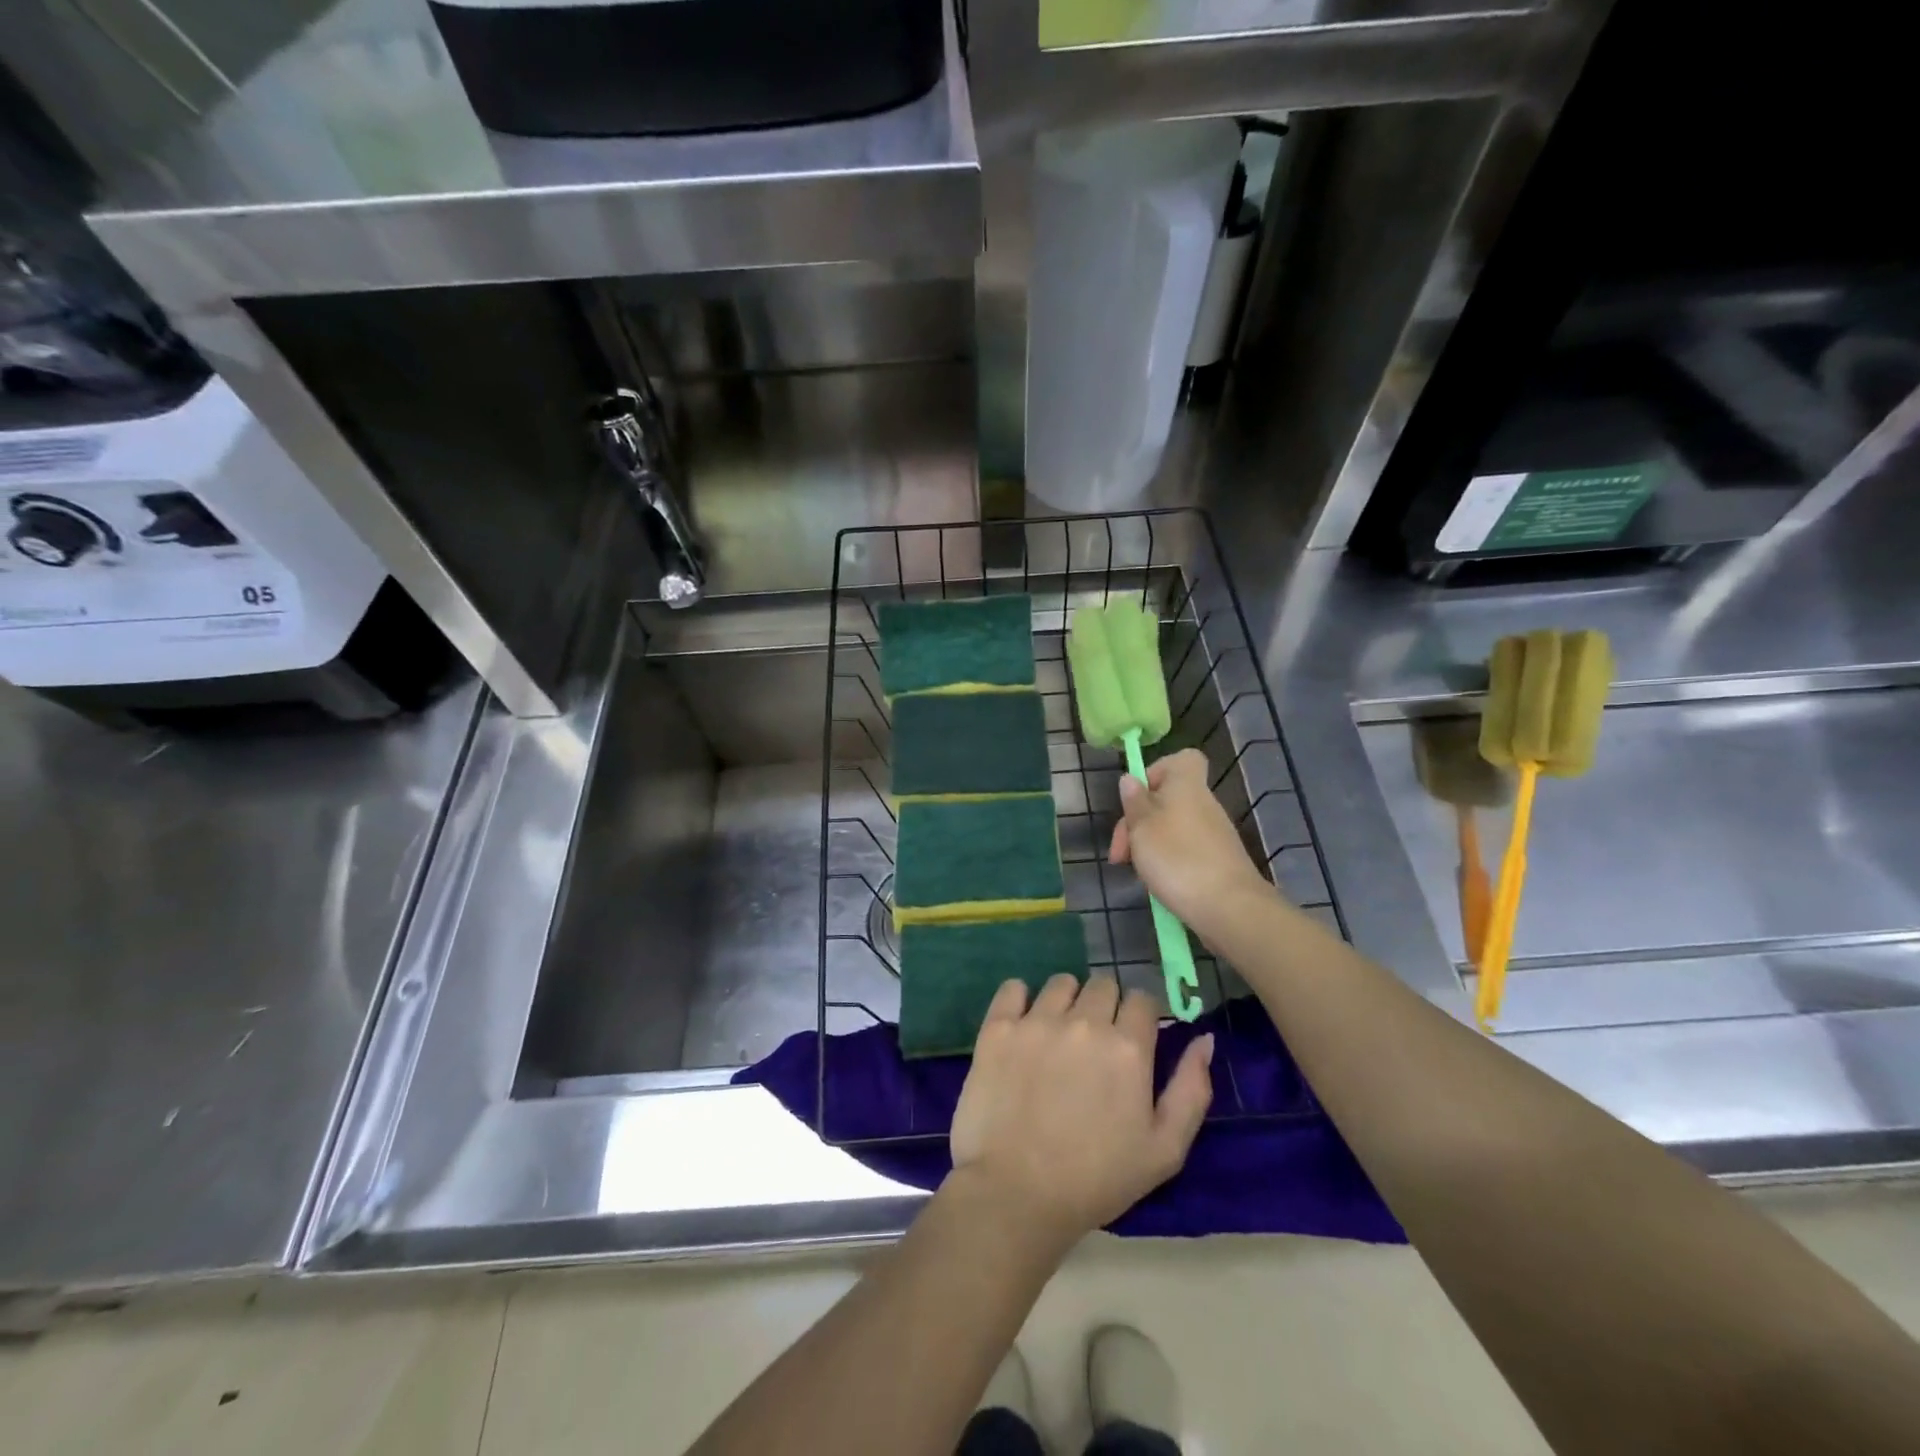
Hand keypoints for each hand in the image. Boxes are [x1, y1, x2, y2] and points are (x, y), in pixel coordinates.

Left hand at [949, 974, 1212, 1247]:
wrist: (1017, 1194)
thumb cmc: (1097, 1179)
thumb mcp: (1165, 1149)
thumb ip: (1192, 1090)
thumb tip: (1204, 1038)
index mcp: (1128, 1048)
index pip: (1142, 999)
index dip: (1140, 1017)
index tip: (1132, 1040)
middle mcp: (1084, 1022)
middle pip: (1103, 984)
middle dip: (1105, 1007)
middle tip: (1095, 1044)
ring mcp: (1037, 1021)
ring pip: (1061, 983)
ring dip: (1066, 1001)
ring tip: (1058, 1036)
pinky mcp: (998, 1027)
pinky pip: (1013, 987)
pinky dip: (1020, 999)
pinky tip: (1023, 1025)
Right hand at [1108, 748, 1273, 932]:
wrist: (1229, 908)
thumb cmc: (1177, 859)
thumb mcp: (1142, 828)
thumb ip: (1134, 802)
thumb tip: (1130, 778)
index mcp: (1186, 786)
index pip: (1181, 759)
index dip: (1156, 772)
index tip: (1137, 798)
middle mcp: (1204, 804)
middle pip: (1168, 800)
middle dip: (1138, 823)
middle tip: (1120, 854)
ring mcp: (1214, 835)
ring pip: (1173, 828)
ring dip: (1150, 846)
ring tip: (1138, 873)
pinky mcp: (1218, 862)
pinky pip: (1185, 851)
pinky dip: (1168, 863)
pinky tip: (1159, 885)